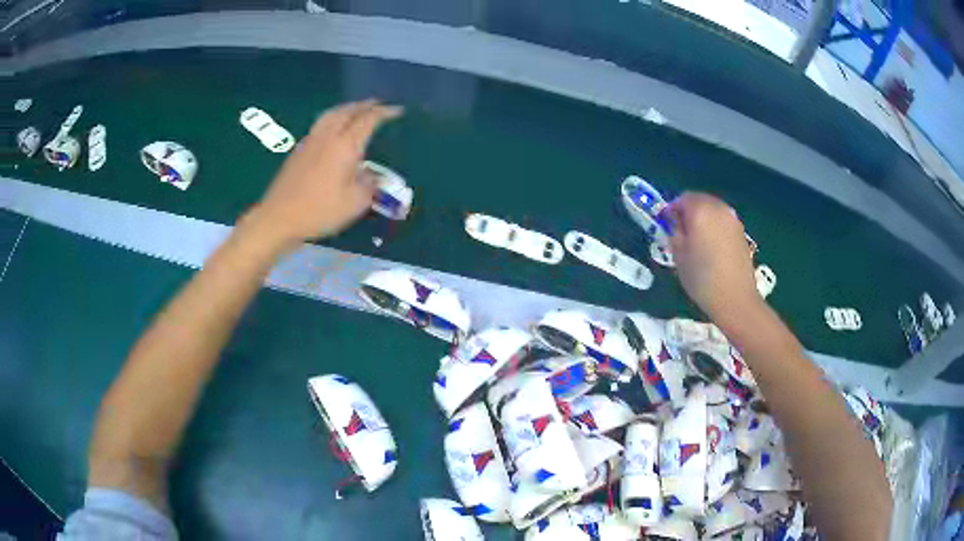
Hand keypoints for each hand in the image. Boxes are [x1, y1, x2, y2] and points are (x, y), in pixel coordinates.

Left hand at [244, 100, 403, 246]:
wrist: (279, 217)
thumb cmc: (320, 211)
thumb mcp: (355, 203)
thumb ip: (369, 185)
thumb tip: (372, 175)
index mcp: (345, 146)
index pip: (368, 120)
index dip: (384, 112)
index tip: (397, 110)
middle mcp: (328, 136)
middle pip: (348, 111)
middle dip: (365, 105)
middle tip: (378, 105)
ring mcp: (310, 141)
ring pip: (331, 114)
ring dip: (347, 108)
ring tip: (356, 110)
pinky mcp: (299, 150)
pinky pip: (321, 124)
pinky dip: (333, 118)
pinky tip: (334, 128)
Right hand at [666, 192, 761, 325]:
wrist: (735, 298)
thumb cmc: (702, 278)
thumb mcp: (678, 256)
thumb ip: (674, 232)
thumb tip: (674, 222)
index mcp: (700, 210)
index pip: (682, 199)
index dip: (672, 211)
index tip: (667, 227)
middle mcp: (718, 208)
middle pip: (699, 200)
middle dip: (688, 212)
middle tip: (681, 233)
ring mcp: (733, 219)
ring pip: (712, 209)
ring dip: (702, 218)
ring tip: (697, 241)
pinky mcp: (741, 231)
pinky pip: (723, 221)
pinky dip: (715, 227)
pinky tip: (712, 247)